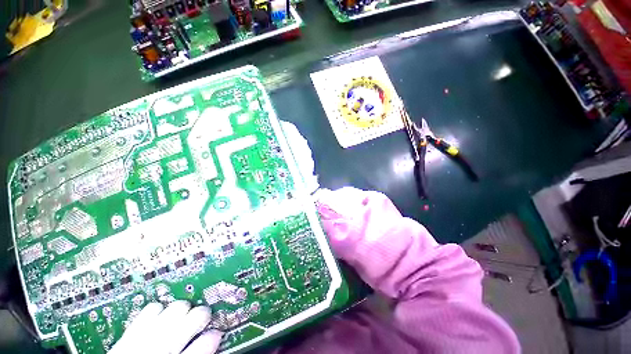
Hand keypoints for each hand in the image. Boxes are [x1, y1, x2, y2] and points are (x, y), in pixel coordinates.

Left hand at [110, 301, 222, 353]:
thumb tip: (214, 338)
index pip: (206, 342)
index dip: (214, 335)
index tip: (216, 332)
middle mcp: (164, 346)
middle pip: (195, 316)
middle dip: (202, 315)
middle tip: (200, 321)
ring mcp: (147, 336)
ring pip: (177, 307)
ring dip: (182, 310)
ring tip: (181, 316)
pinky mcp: (131, 330)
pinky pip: (152, 308)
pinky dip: (160, 309)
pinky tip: (160, 317)